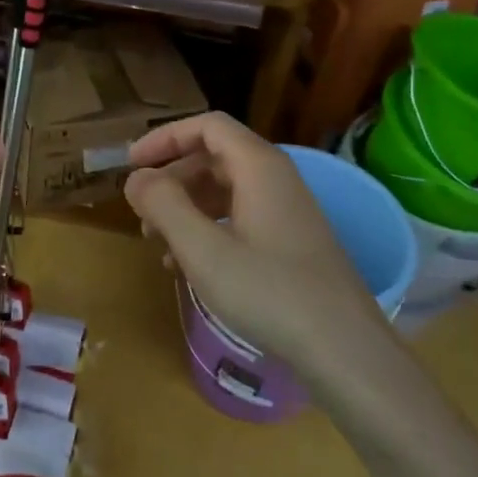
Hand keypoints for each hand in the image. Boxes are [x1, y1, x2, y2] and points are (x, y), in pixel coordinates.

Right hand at [123, 112, 390, 376]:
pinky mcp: (291, 242)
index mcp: (259, 167)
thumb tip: (136, 178)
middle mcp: (276, 179)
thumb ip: (163, 205)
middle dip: (171, 179)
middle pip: (213, 157)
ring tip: (157, 243)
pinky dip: (208, 229)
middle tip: (141, 212)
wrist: (345, 350)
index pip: (207, 126)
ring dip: (186, 208)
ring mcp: (287, 211)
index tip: (132, 164)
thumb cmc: (270, 292)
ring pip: (225, 190)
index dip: (165, 138)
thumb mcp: (203, 249)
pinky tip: (189, 266)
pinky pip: (239, 218)